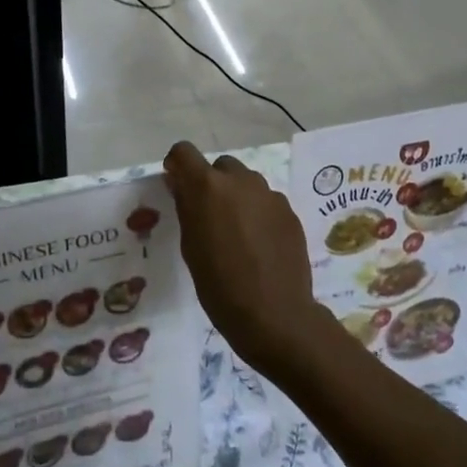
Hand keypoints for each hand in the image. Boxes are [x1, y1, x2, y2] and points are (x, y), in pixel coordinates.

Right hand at [163, 142, 337, 374]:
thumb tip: (179, 183)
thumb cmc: (219, 285)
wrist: (274, 315)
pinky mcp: (290, 211)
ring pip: (246, 182)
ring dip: (237, 197)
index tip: (177, 185)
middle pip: (220, 167)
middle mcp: (241, 180)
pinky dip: (258, 213)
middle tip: (209, 216)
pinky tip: (259, 244)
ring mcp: (269, 194)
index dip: (178, 165)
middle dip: (211, 183)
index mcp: (208, 187)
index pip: (184, 152)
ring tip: (237, 233)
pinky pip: (266, 201)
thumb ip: (186, 207)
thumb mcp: (190, 247)